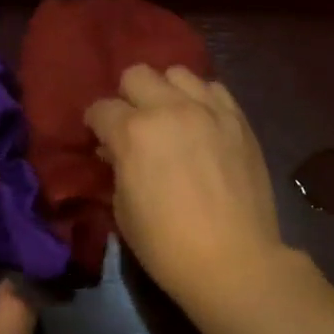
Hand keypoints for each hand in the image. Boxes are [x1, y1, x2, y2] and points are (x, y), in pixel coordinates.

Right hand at [84, 65, 306, 319]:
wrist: (235, 260)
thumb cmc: (168, 246)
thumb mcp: (123, 211)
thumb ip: (116, 169)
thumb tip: (114, 151)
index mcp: (133, 132)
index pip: (100, 108)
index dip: (96, 124)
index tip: (100, 139)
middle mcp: (170, 108)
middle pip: (137, 74)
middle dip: (128, 97)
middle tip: (134, 125)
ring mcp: (208, 109)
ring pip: (178, 73)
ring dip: (166, 92)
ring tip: (171, 118)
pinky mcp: (238, 118)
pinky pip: (214, 88)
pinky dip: (201, 99)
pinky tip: (202, 122)